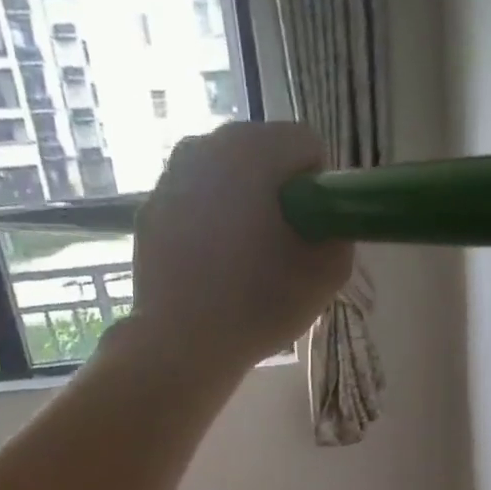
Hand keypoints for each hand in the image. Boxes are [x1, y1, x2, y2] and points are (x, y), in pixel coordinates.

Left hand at [131, 121, 354, 364]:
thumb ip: (340, 234)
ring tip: (245, 265)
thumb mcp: (326, 276)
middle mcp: (206, 145)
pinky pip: (195, 205)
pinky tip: (213, 272)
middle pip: (262, 156)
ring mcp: (171, 176)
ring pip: (226, 179)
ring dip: (243, 209)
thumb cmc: (259, 306)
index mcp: (253, 149)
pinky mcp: (150, 209)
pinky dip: (209, 227)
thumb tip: (328, 222)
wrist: (182, 344)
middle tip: (282, 252)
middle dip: (278, 195)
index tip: (314, 232)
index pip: (306, 145)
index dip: (319, 189)